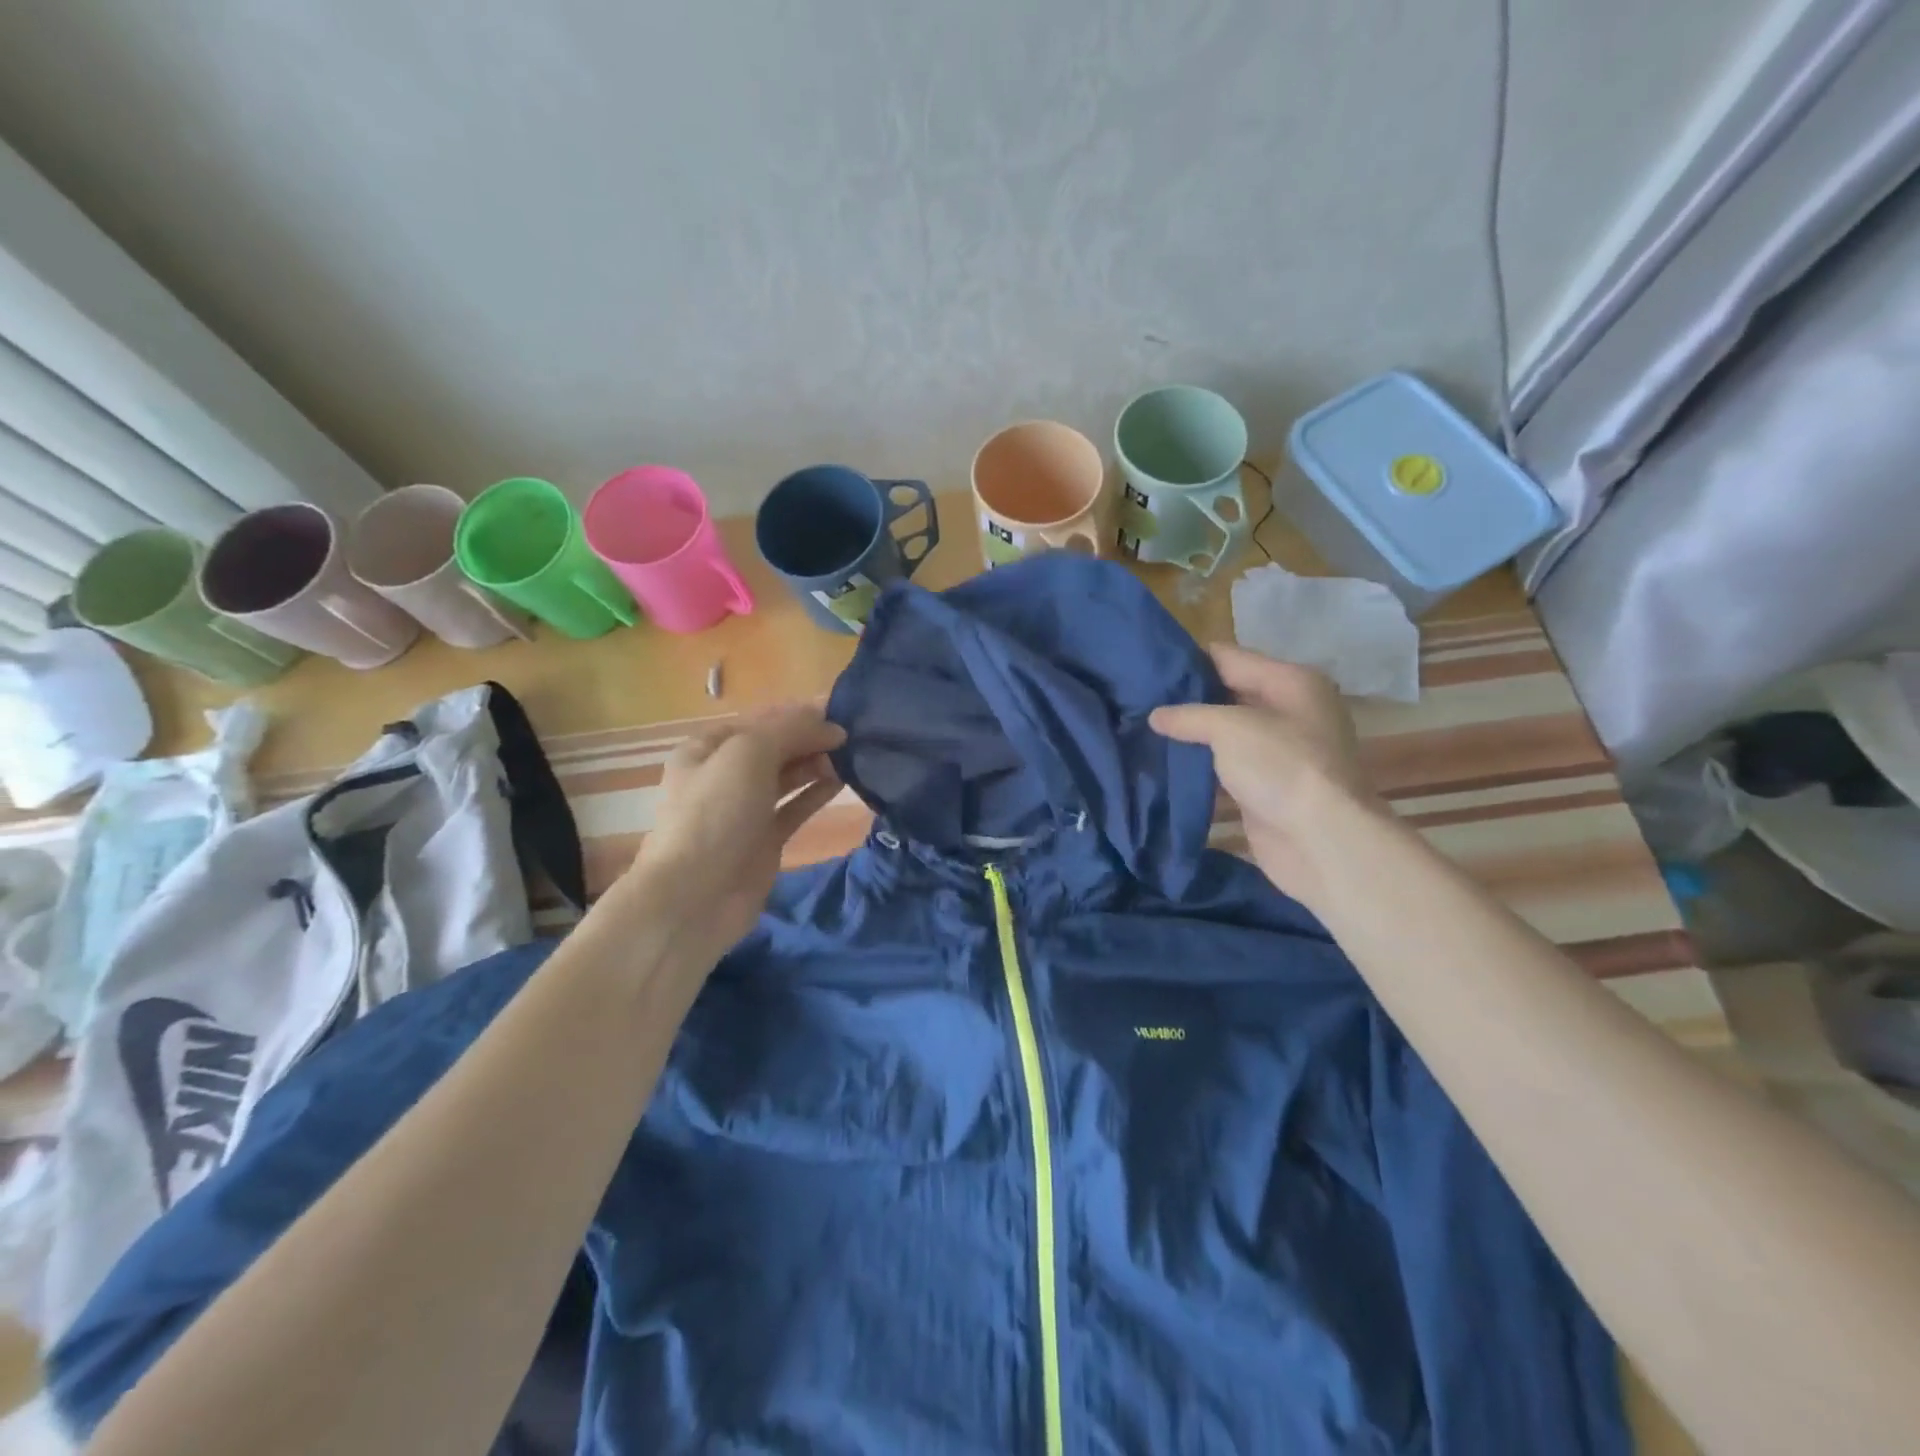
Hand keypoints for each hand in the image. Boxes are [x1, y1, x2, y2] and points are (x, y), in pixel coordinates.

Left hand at [619, 703, 846, 960]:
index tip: (838, 711)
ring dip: (816, 763)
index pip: (759, 720)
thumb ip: (790, 731)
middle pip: (774, 747)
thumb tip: (832, 728)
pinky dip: (816, 793)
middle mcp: (724, 775)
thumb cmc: (716, 813)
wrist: (695, 895)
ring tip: (852, 756)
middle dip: (810, 738)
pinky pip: (795, 807)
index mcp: (707, 748)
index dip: (797, 713)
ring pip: (787, 777)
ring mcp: (744, 809)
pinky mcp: (764, 839)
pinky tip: (842, 782)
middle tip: (851, 737)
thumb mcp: (748, 754)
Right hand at [1150, 644, 1381, 908]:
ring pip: (1224, 733)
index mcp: (1290, 682)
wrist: (1320, 840)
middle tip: (1136, 699)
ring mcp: (1278, 751)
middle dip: (1186, 698)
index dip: (1188, 660)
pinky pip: (1224, 766)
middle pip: (1227, 694)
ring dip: (1190, 735)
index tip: (1144, 665)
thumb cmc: (1281, 767)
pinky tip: (1164, 762)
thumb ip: (1189, 716)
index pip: (1229, 657)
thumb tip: (1156, 716)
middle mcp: (1288, 710)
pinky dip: (1200, 765)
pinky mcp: (1265, 786)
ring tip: (1141, 728)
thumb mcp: (1230, 728)